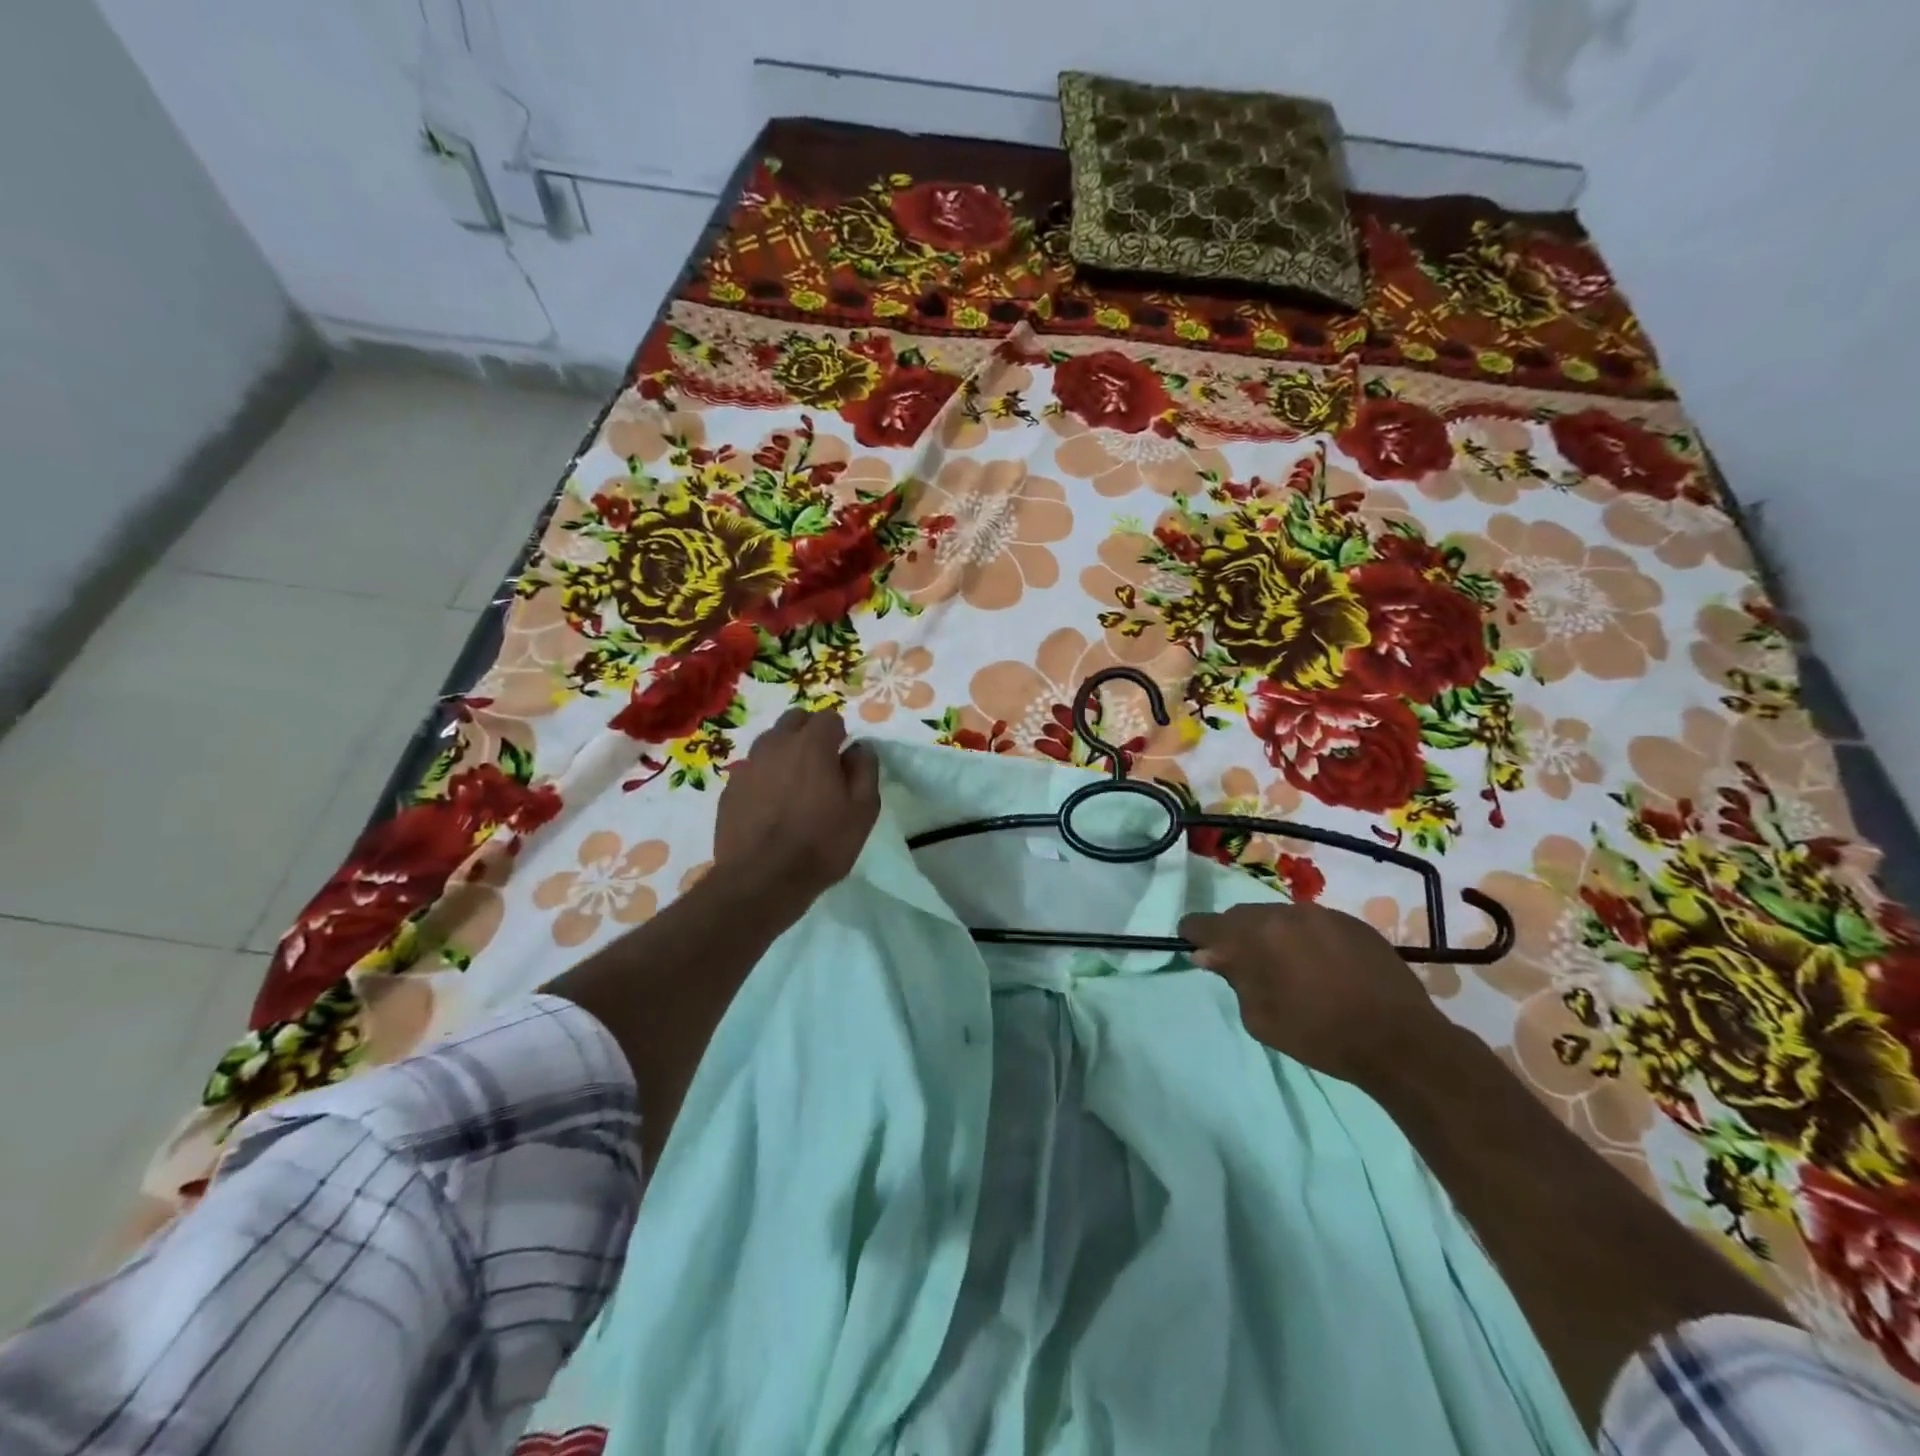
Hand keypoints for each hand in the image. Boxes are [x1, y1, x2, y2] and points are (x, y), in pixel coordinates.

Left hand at [713, 707, 880, 908]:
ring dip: (784, 754)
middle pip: (795, 720)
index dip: (840, 736)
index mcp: (812, 744)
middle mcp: (776, 745)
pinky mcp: (730, 789)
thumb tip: (859, 747)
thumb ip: (865, 770)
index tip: (844, 761)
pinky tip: (771, 808)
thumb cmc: (821, 844)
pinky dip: (764, 778)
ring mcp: (748, 766)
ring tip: (794, 787)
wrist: (761, 881)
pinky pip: (752, 770)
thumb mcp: (863, 810)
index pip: (829, 717)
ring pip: (770, 742)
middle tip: (821, 767)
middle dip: (809, 734)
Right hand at [1178, 903, 1449, 1086]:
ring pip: (1279, 917)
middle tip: (1240, 963)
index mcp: (1256, 935)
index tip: (1192, 945)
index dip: (1194, 934)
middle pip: (1243, 916)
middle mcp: (1285, 913)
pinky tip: (1320, 967)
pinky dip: (1305, 939)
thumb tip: (1212, 955)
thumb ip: (1234, 979)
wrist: (1400, 1041)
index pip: (1207, 923)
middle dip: (1234, 936)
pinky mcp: (1353, 922)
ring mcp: (1322, 914)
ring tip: (1285, 967)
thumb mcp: (1261, 1018)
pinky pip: (1313, 924)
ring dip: (1272, 936)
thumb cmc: (1320, 1035)